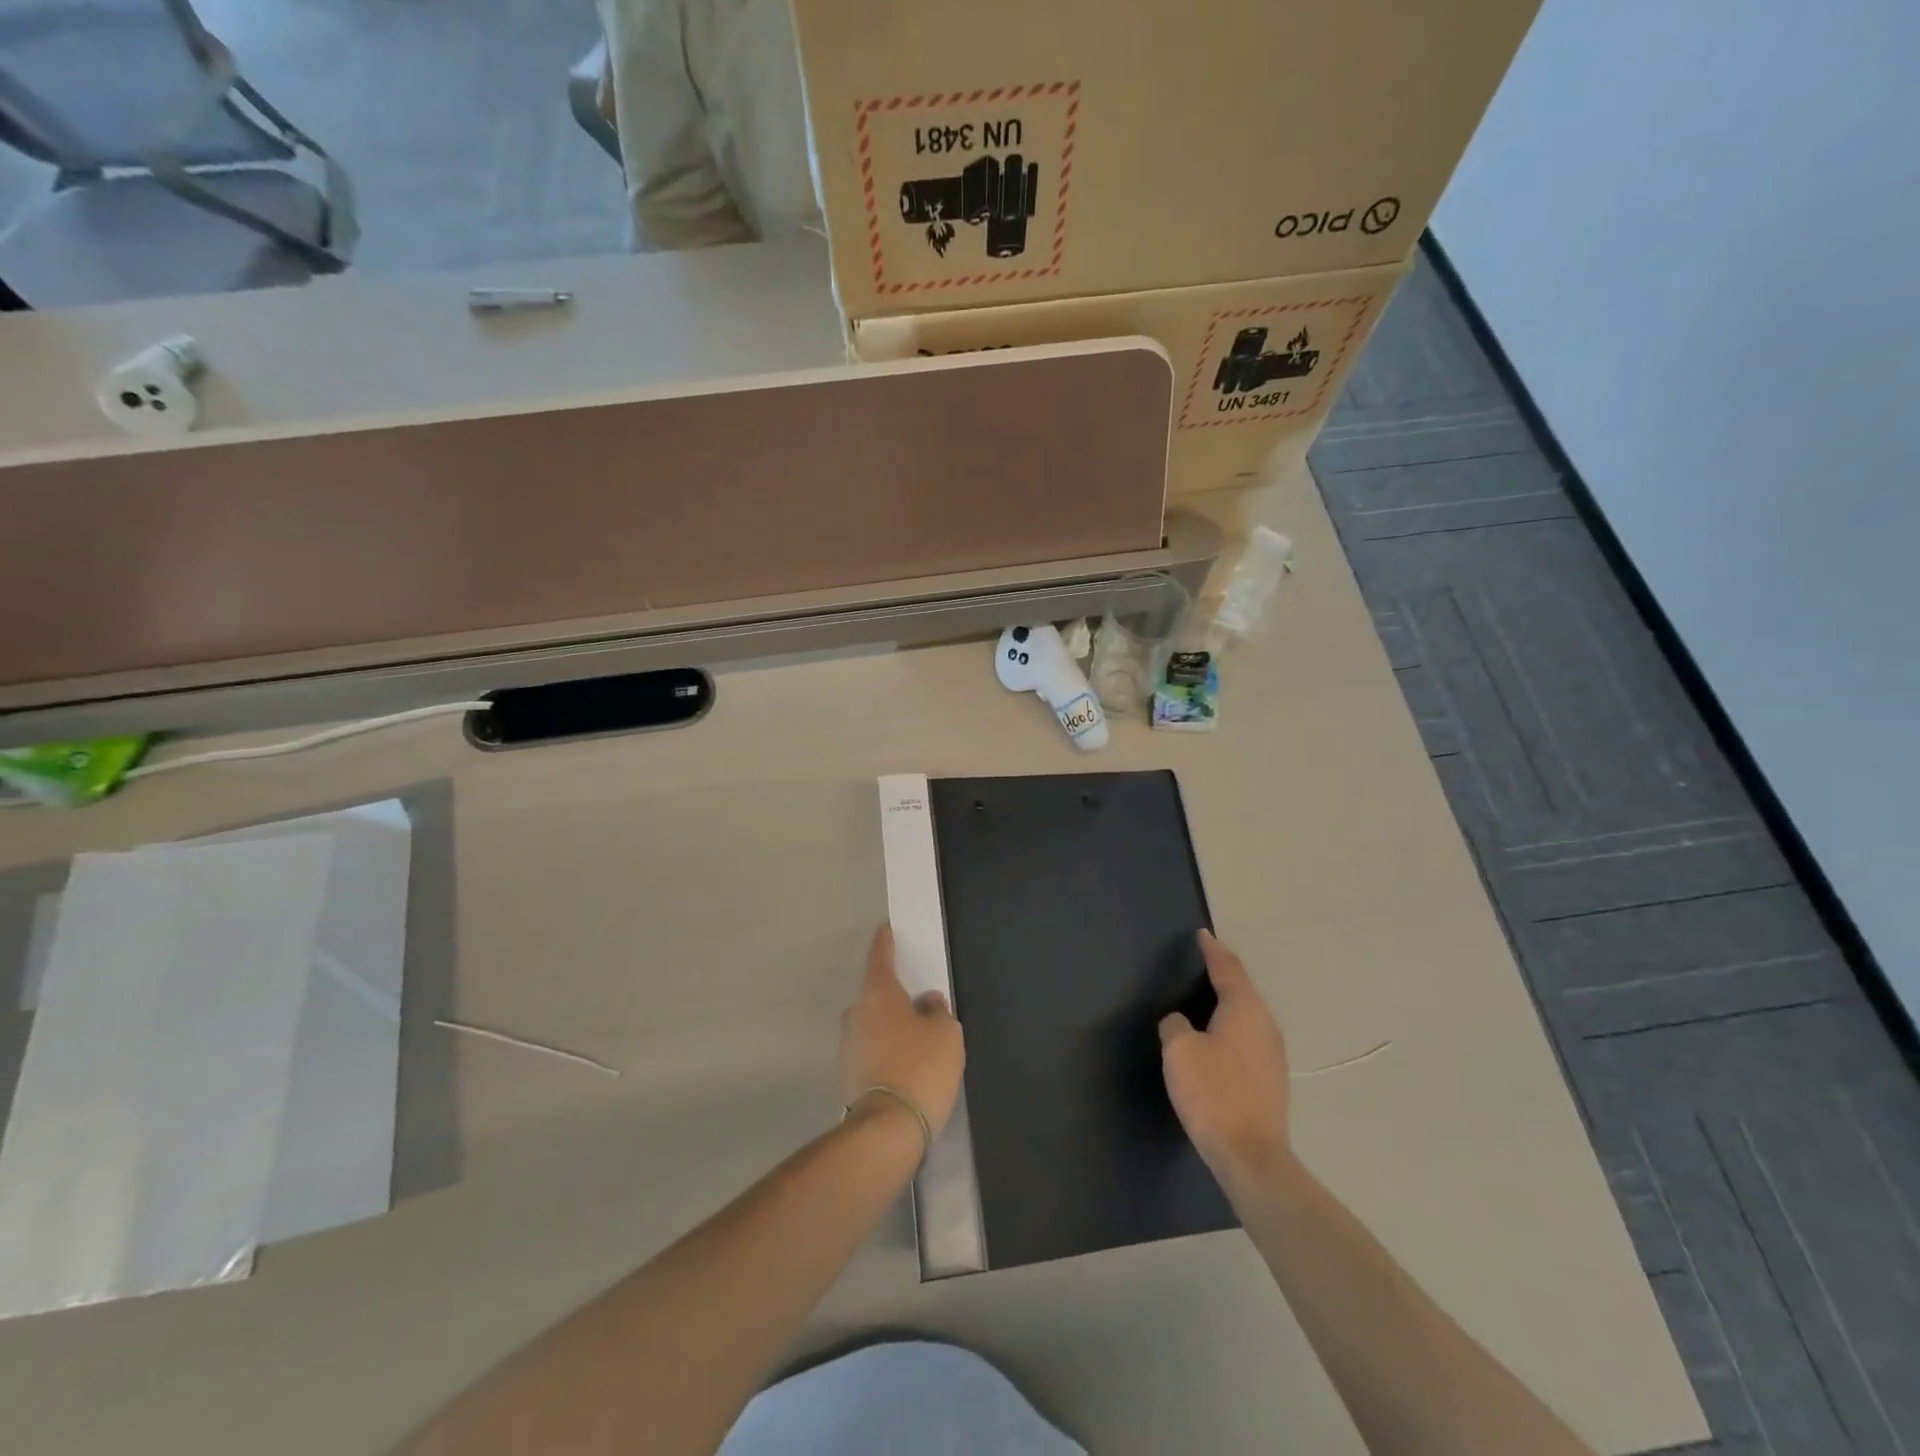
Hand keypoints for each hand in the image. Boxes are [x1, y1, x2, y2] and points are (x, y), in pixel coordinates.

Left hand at [838, 925, 965, 1138]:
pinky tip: (906, 1066)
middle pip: (876, 994)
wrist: (887, 1129)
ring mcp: (847, 1045)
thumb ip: (937, 1010)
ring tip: (917, 1042)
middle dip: (894, 996)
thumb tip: (926, 1003)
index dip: (885, 942)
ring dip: (890, 1027)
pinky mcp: (847, 1074)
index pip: (880, 957)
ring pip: (873, 1024)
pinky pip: (871, 1050)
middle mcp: (856, 1013)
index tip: (885, 928)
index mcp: (878, 994)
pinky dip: (886, 1051)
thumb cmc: (920, 1067)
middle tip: (919, 1004)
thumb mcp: (946, 1033)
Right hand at [1160, 930, 1293, 1189]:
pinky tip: (1218, 1037)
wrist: (1251, 1155)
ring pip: (1248, 1014)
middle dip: (1224, 973)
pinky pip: (1248, 1037)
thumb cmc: (1213, 1092)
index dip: (1212, 950)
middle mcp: (1265, 1024)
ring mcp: (1273, 1053)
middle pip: (1242, 988)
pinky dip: (1232, 1027)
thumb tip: (1181, 1023)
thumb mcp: (1180, 1050)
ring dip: (1229, 1002)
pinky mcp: (1271, 1079)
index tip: (1202, 935)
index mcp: (1244, 1008)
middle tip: (1203, 960)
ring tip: (1207, 996)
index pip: (1227, 968)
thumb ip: (1176, 1025)